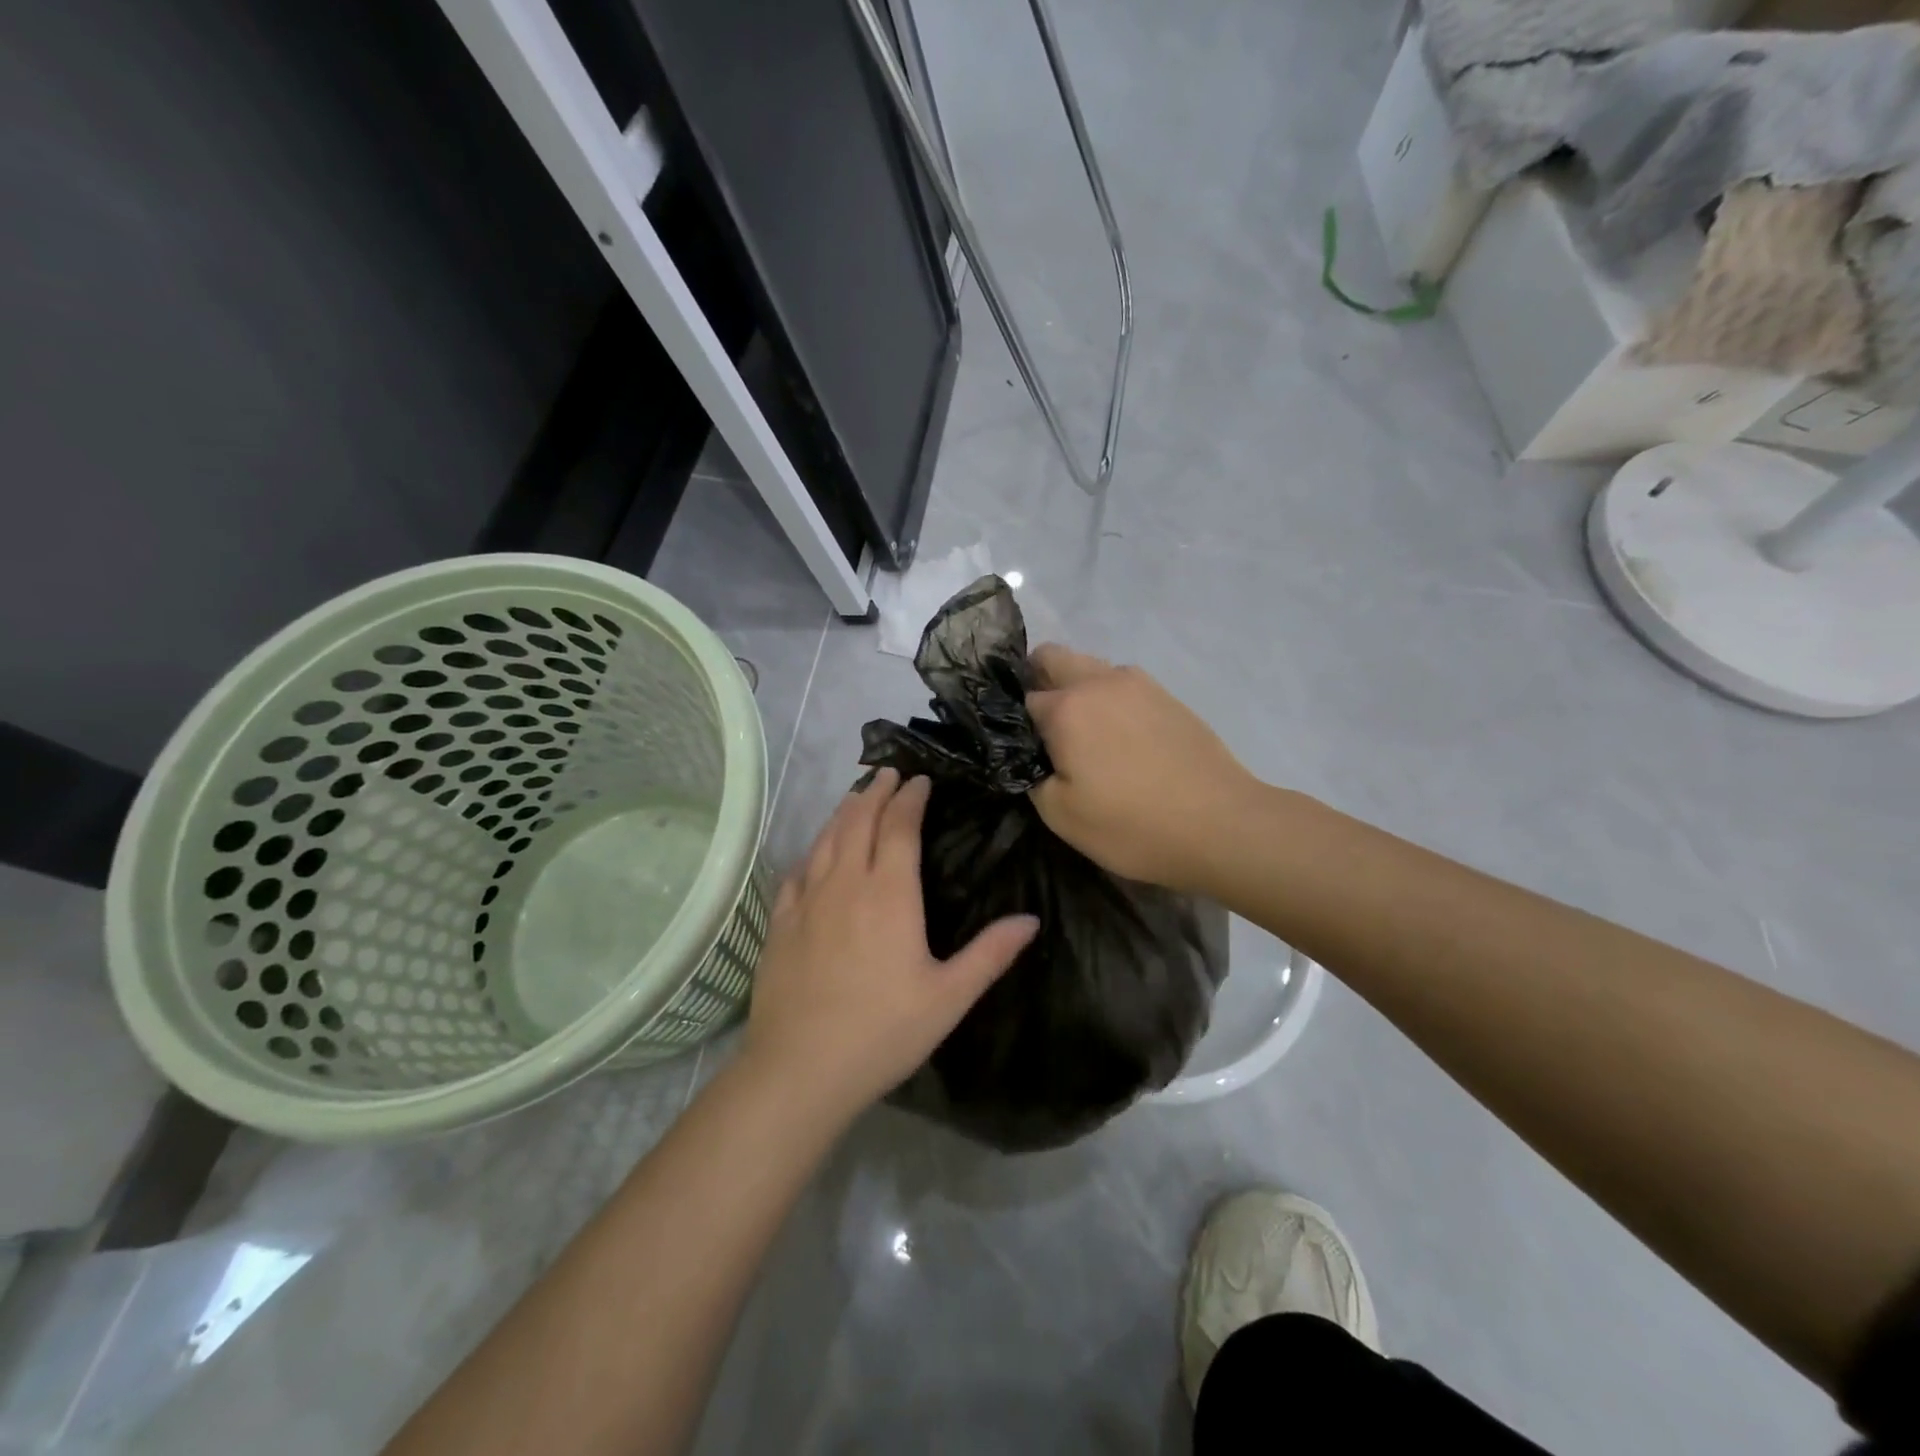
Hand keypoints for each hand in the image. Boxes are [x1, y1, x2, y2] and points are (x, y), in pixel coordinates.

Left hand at [742, 768, 1039, 1123]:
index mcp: (889, 894)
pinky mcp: (780, 922)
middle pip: (858, 821)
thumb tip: (1031, 919)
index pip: (899, 827)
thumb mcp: (949, 998)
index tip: (919, 780)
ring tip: (856, 795)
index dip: (909, 798)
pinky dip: (812, 848)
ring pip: (826, 839)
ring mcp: (807, 901)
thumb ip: (990, 954)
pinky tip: (815, 849)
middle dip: (875, 792)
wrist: (800, 1069)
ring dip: (844, 811)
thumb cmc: (883, 1031)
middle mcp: (846, 883)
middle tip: (888, 773)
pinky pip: (797, 870)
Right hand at [1026, 645, 1259, 892]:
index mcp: (1067, 707)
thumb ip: (1032, 776)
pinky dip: (1110, 700)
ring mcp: (1140, 684)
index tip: (1019, 747)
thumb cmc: (1133, 824)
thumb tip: (1032, 756)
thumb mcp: (1061, 815)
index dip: (1014, 723)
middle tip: (1043, 729)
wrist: (1223, 825)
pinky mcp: (1169, 696)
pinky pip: (1123, 685)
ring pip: (1091, 668)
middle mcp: (1100, 681)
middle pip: (1053, 658)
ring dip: (1077, 689)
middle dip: (1039, 682)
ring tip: (1085, 736)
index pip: (1022, 698)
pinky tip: (1122, 739)